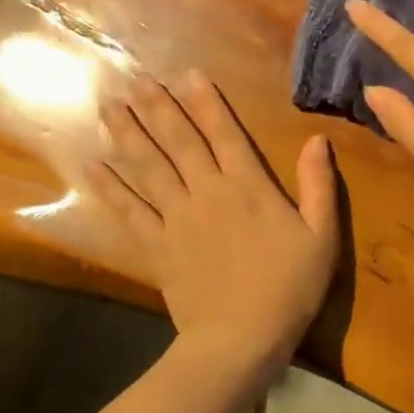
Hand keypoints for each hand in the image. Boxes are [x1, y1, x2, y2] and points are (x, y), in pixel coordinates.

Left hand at [94, 70, 337, 368]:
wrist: (241, 338)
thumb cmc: (289, 288)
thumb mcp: (321, 236)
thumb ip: (319, 186)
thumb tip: (318, 140)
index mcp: (248, 188)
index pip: (225, 134)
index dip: (207, 102)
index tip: (188, 73)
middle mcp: (207, 194)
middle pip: (179, 143)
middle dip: (158, 108)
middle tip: (135, 79)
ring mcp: (176, 220)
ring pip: (147, 168)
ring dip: (128, 135)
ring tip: (108, 106)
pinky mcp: (156, 247)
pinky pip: (128, 212)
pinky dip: (109, 188)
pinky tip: (92, 166)